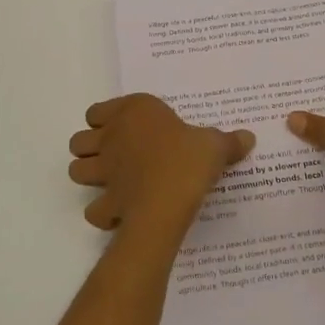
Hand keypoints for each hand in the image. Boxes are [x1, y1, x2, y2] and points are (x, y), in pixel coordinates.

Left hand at [69, 95, 254, 234]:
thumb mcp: (215, 146)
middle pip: (79, 140)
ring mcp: (104, 172)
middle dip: (90, 147)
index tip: (125, 128)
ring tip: (111, 182)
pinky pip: (94, 209)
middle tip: (115, 155)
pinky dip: (102, 212)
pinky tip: (120, 213)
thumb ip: (228, 142)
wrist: (168, 202)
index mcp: (134, 112)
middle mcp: (111, 137)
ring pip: (76, 170)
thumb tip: (248, 138)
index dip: (105, 119)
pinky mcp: (106, 202)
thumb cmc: (188, 160)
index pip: (98, 110)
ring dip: (88, 176)